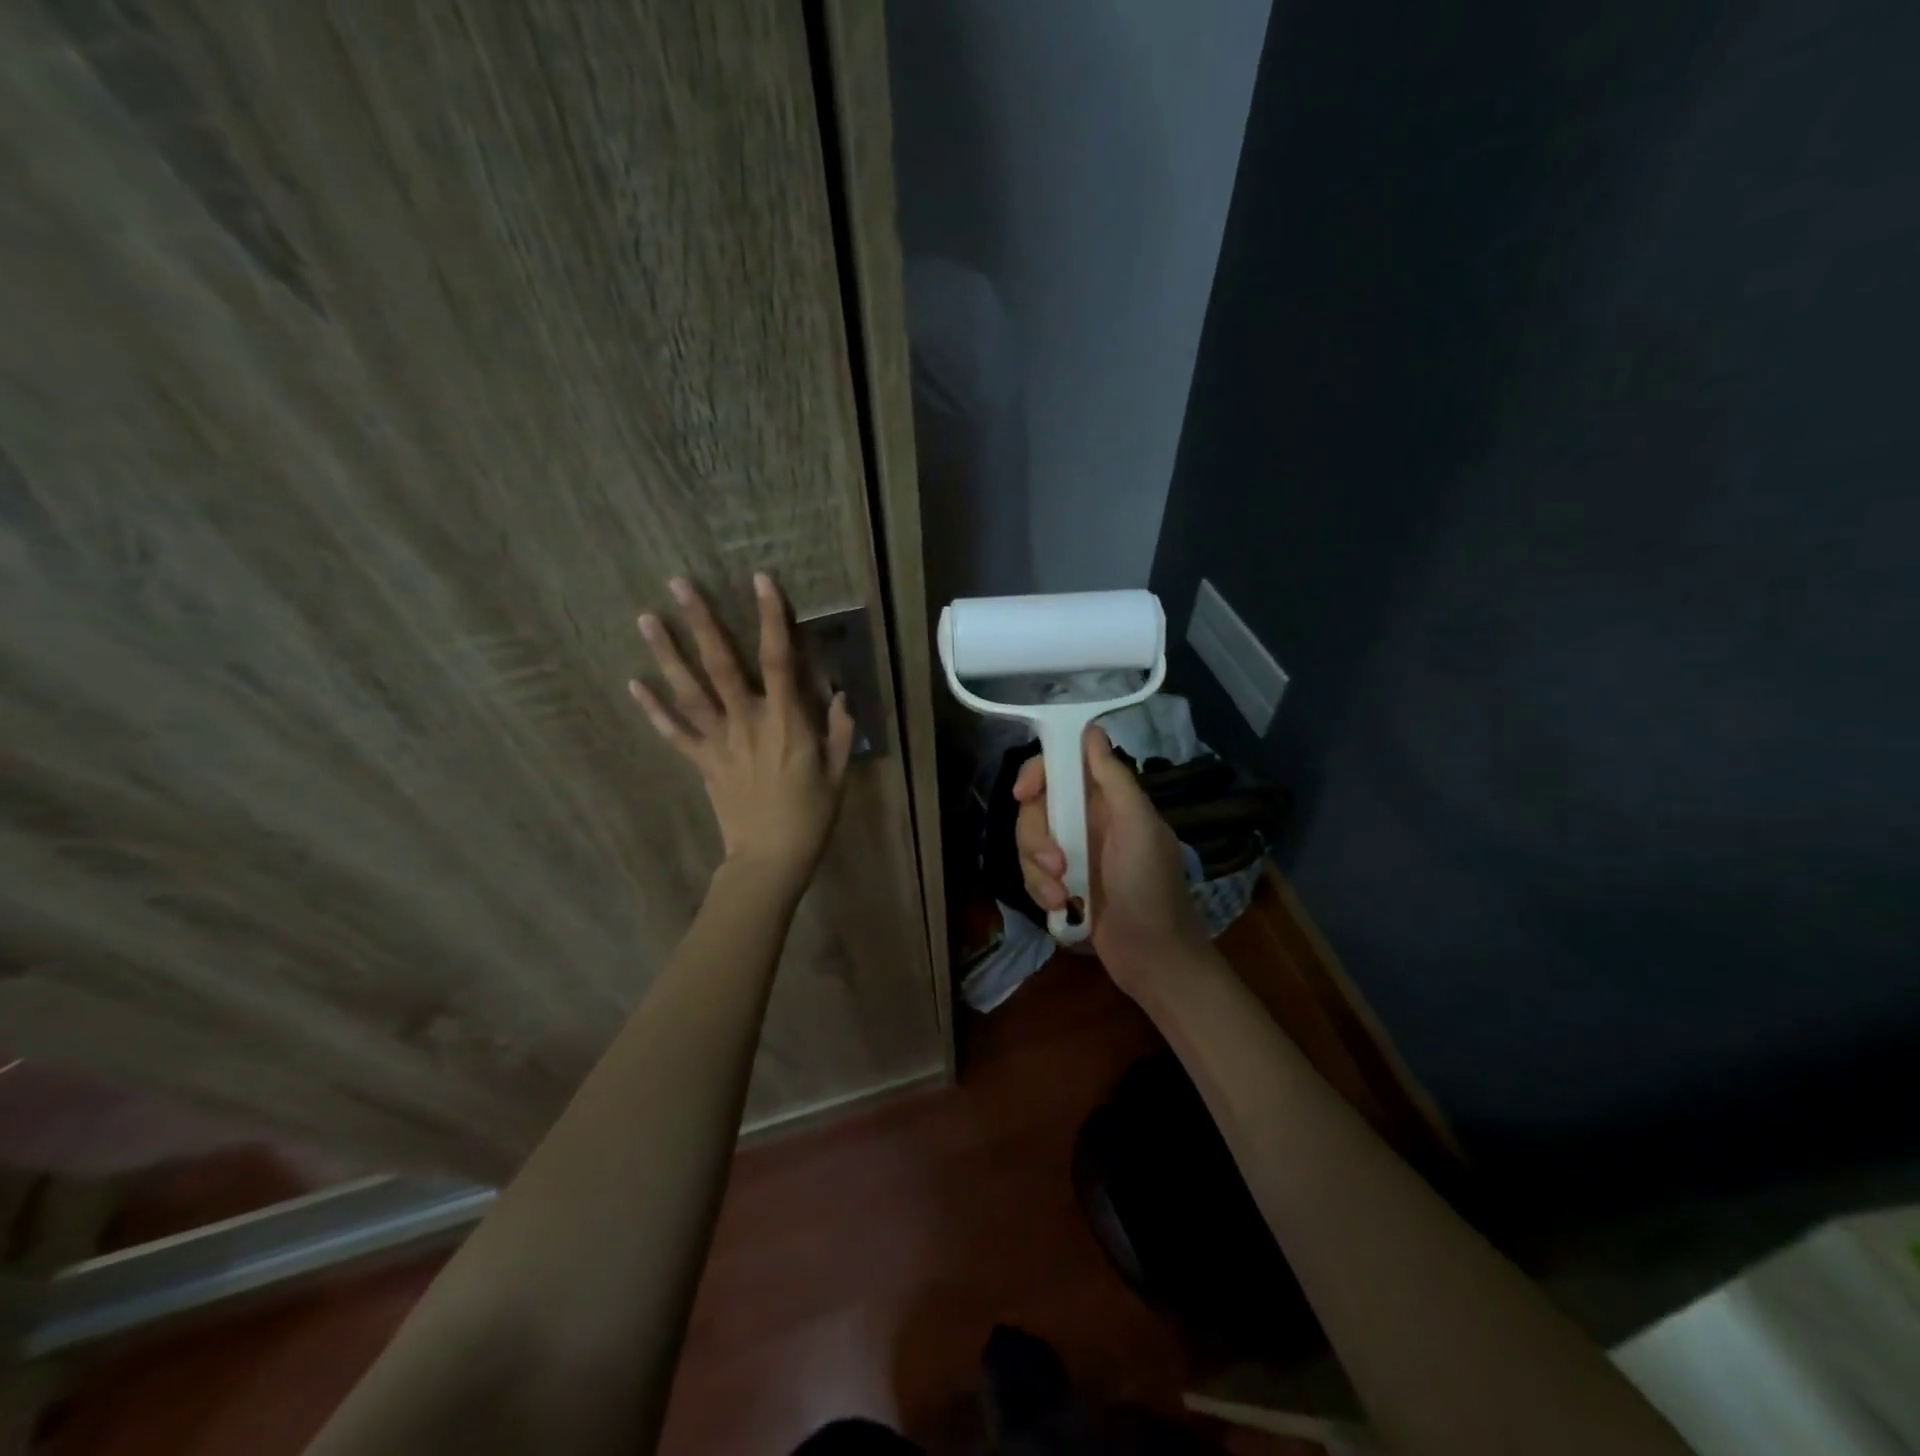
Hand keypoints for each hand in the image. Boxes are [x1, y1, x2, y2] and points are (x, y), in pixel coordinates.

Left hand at [630, 573, 853, 878]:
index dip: (772, 618)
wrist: (770, 859)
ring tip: (646, 618)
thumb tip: (839, 693)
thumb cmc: (812, 815)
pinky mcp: (702, 762)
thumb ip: (839, 729)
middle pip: (721, 664)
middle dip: (701, 621)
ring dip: (666, 653)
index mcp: (786, 722)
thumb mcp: (838, 771)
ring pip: (689, 691)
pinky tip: (633, 684)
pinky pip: (674, 732)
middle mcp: (747, 722)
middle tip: (677, 582)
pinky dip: (653, 709)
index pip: (780, 660)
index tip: (761, 581)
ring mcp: (719, 742)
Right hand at [1014, 725, 1212, 998]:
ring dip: (1038, 871)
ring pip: (1028, 843)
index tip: (1023, 794)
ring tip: (1063, 896)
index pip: (1062, 767)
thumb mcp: (1139, 828)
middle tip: (1057, 864)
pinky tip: (1063, 909)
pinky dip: (1041, 891)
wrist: (1154, 959)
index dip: (1038, 774)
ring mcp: (1072, 854)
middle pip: (1036, 808)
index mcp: (1108, 800)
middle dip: (1037, 837)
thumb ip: (1114, 779)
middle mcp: (1087, 821)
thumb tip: (1091, 729)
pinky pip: (1031, 874)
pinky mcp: (1062, 885)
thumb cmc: (1151, 888)